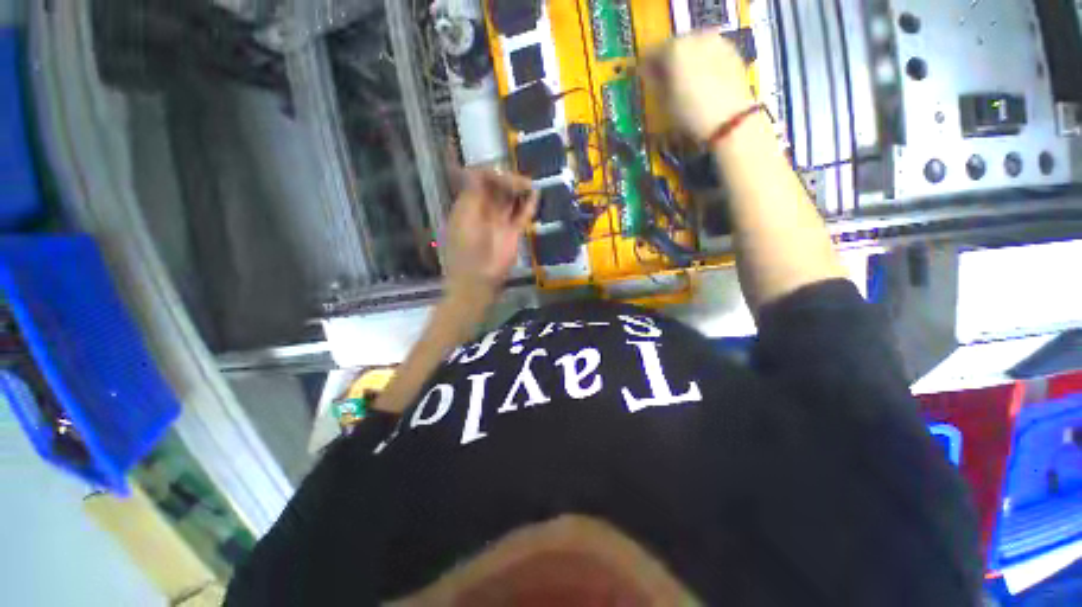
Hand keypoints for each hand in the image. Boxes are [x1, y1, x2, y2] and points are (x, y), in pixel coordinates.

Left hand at [444, 169, 537, 304]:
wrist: (477, 285)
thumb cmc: (467, 256)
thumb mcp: (465, 222)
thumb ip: (471, 197)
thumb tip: (473, 170)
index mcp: (468, 207)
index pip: (480, 181)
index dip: (491, 173)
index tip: (503, 174)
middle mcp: (485, 211)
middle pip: (497, 188)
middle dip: (508, 180)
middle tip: (522, 183)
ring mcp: (499, 223)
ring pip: (511, 200)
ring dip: (520, 190)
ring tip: (530, 185)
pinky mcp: (512, 234)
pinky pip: (522, 216)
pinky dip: (529, 206)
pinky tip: (536, 195)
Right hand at [643, 33, 754, 141]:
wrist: (729, 121)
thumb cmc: (688, 114)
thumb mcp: (662, 103)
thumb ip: (652, 82)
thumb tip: (648, 72)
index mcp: (674, 48)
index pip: (651, 52)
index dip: (645, 66)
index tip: (643, 78)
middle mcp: (695, 37)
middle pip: (674, 46)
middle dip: (667, 61)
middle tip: (663, 80)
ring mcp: (715, 42)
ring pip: (693, 47)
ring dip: (686, 61)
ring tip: (683, 82)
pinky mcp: (731, 51)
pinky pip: (709, 53)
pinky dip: (702, 63)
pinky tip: (701, 82)